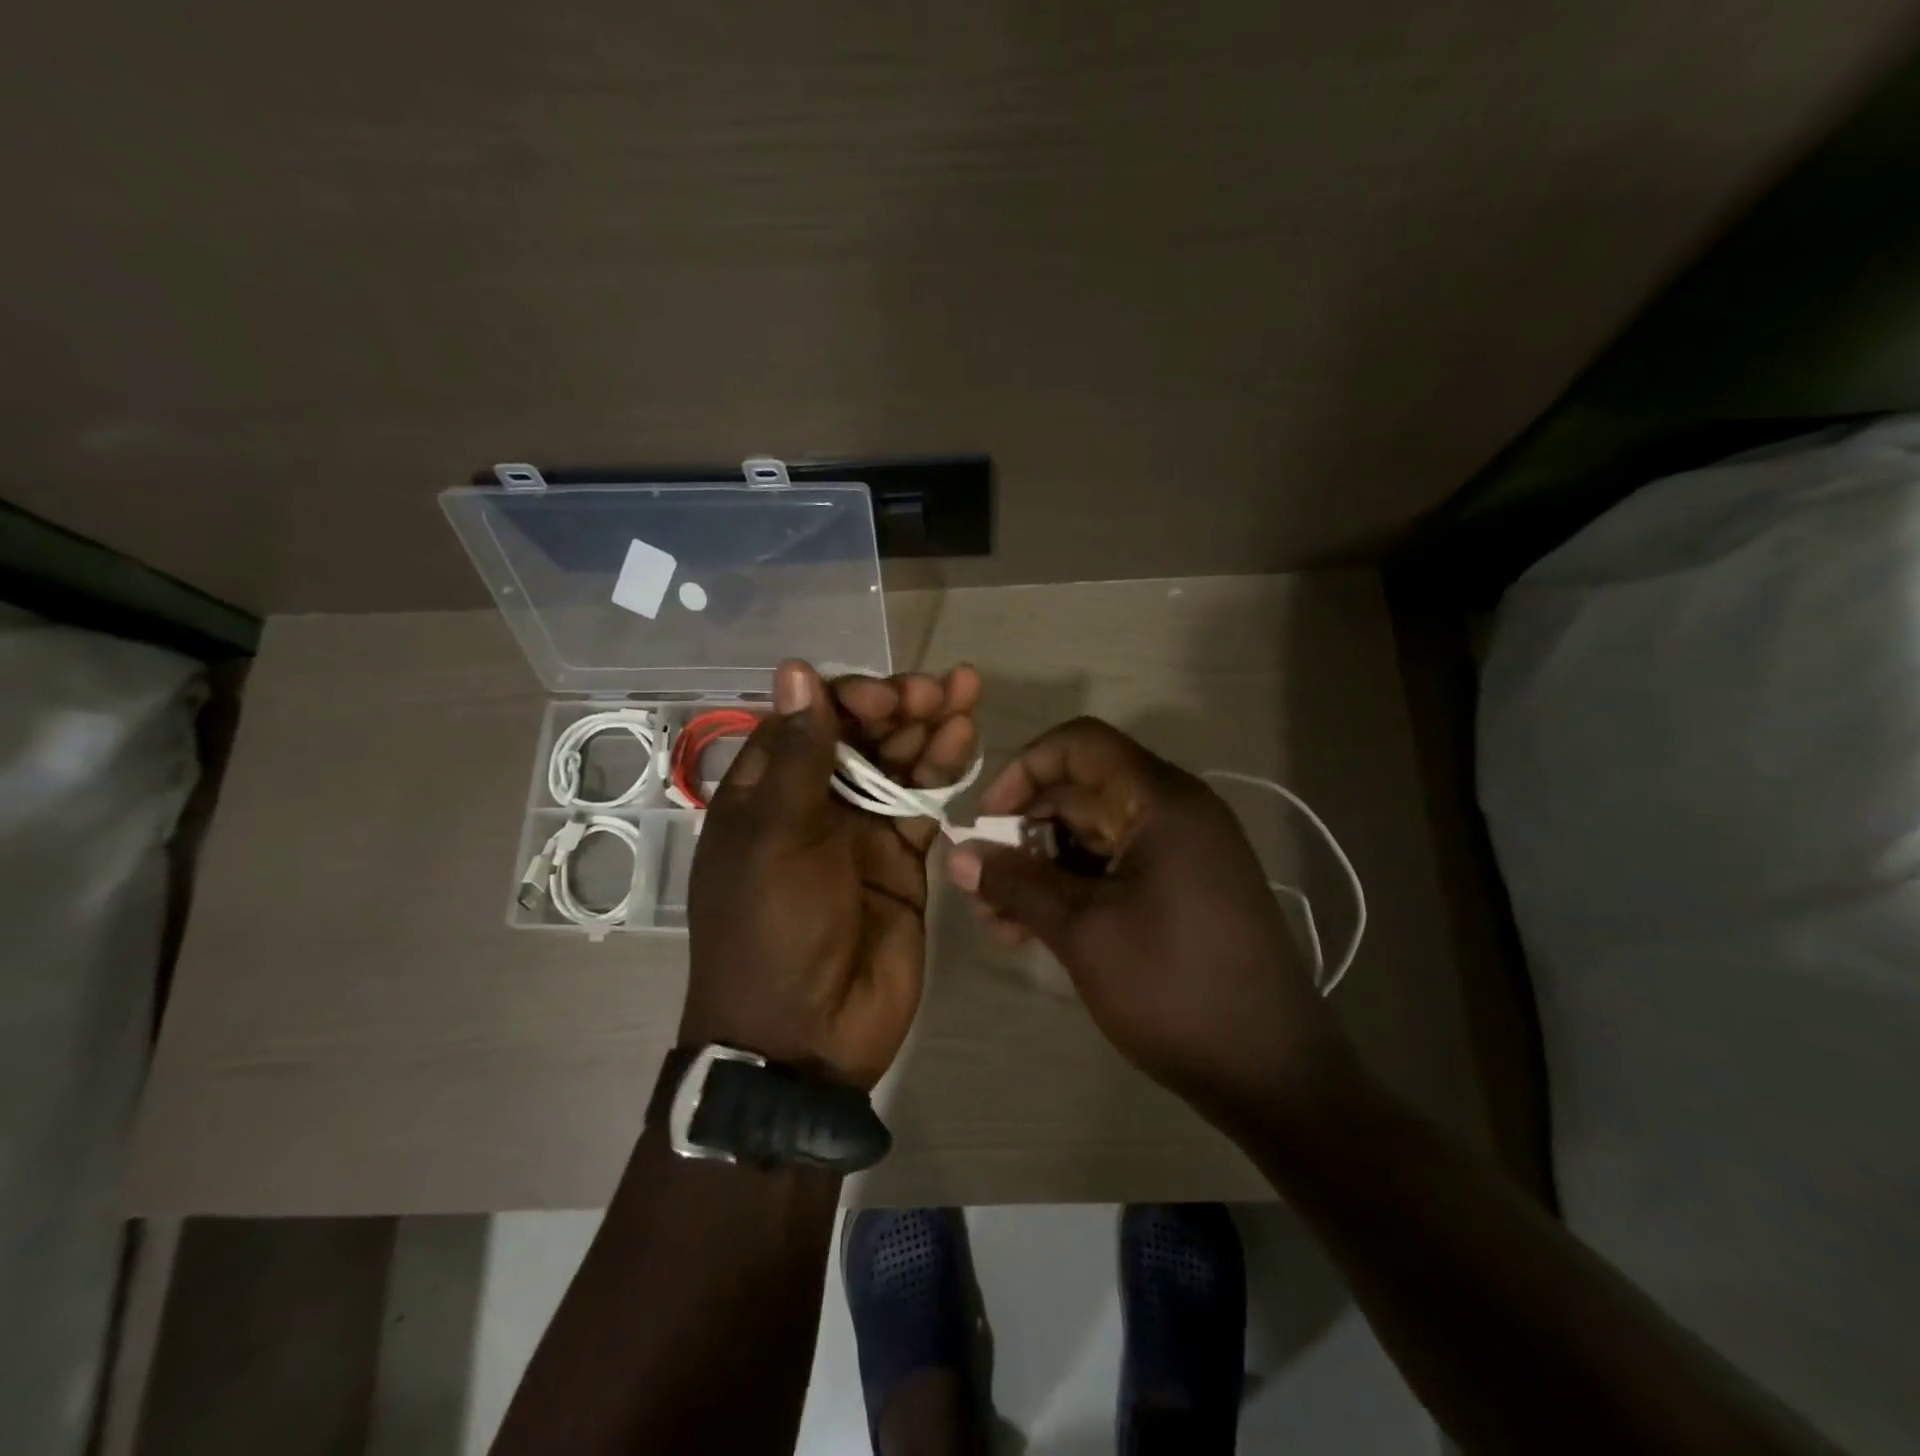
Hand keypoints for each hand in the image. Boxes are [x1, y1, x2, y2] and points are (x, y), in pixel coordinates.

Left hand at [682, 660, 980, 1090]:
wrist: (806, 1037)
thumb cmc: (772, 930)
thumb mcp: (776, 838)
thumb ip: (798, 755)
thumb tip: (795, 669)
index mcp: (767, 792)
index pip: (808, 719)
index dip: (847, 698)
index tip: (882, 701)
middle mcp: (814, 802)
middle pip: (860, 734)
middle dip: (897, 705)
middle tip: (937, 691)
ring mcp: (861, 830)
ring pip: (898, 761)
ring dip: (929, 726)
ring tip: (965, 693)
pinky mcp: (904, 858)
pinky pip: (924, 803)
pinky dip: (944, 769)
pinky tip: (966, 738)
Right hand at [945, 718, 1350, 1121]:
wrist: (1273, 1073)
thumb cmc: (1174, 987)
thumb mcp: (1083, 932)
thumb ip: (1017, 884)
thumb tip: (957, 855)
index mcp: (1162, 800)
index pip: (1080, 744)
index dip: (1024, 769)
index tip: (988, 820)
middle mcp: (1176, 811)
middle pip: (1081, 793)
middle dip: (1023, 834)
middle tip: (983, 887)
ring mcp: (1183, 852)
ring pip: (1092, 836)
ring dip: (1041, 869)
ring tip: (1001, 923)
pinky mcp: (1183, 888)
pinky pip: (1114, 868)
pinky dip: (1072, 889)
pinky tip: (1034, 930)